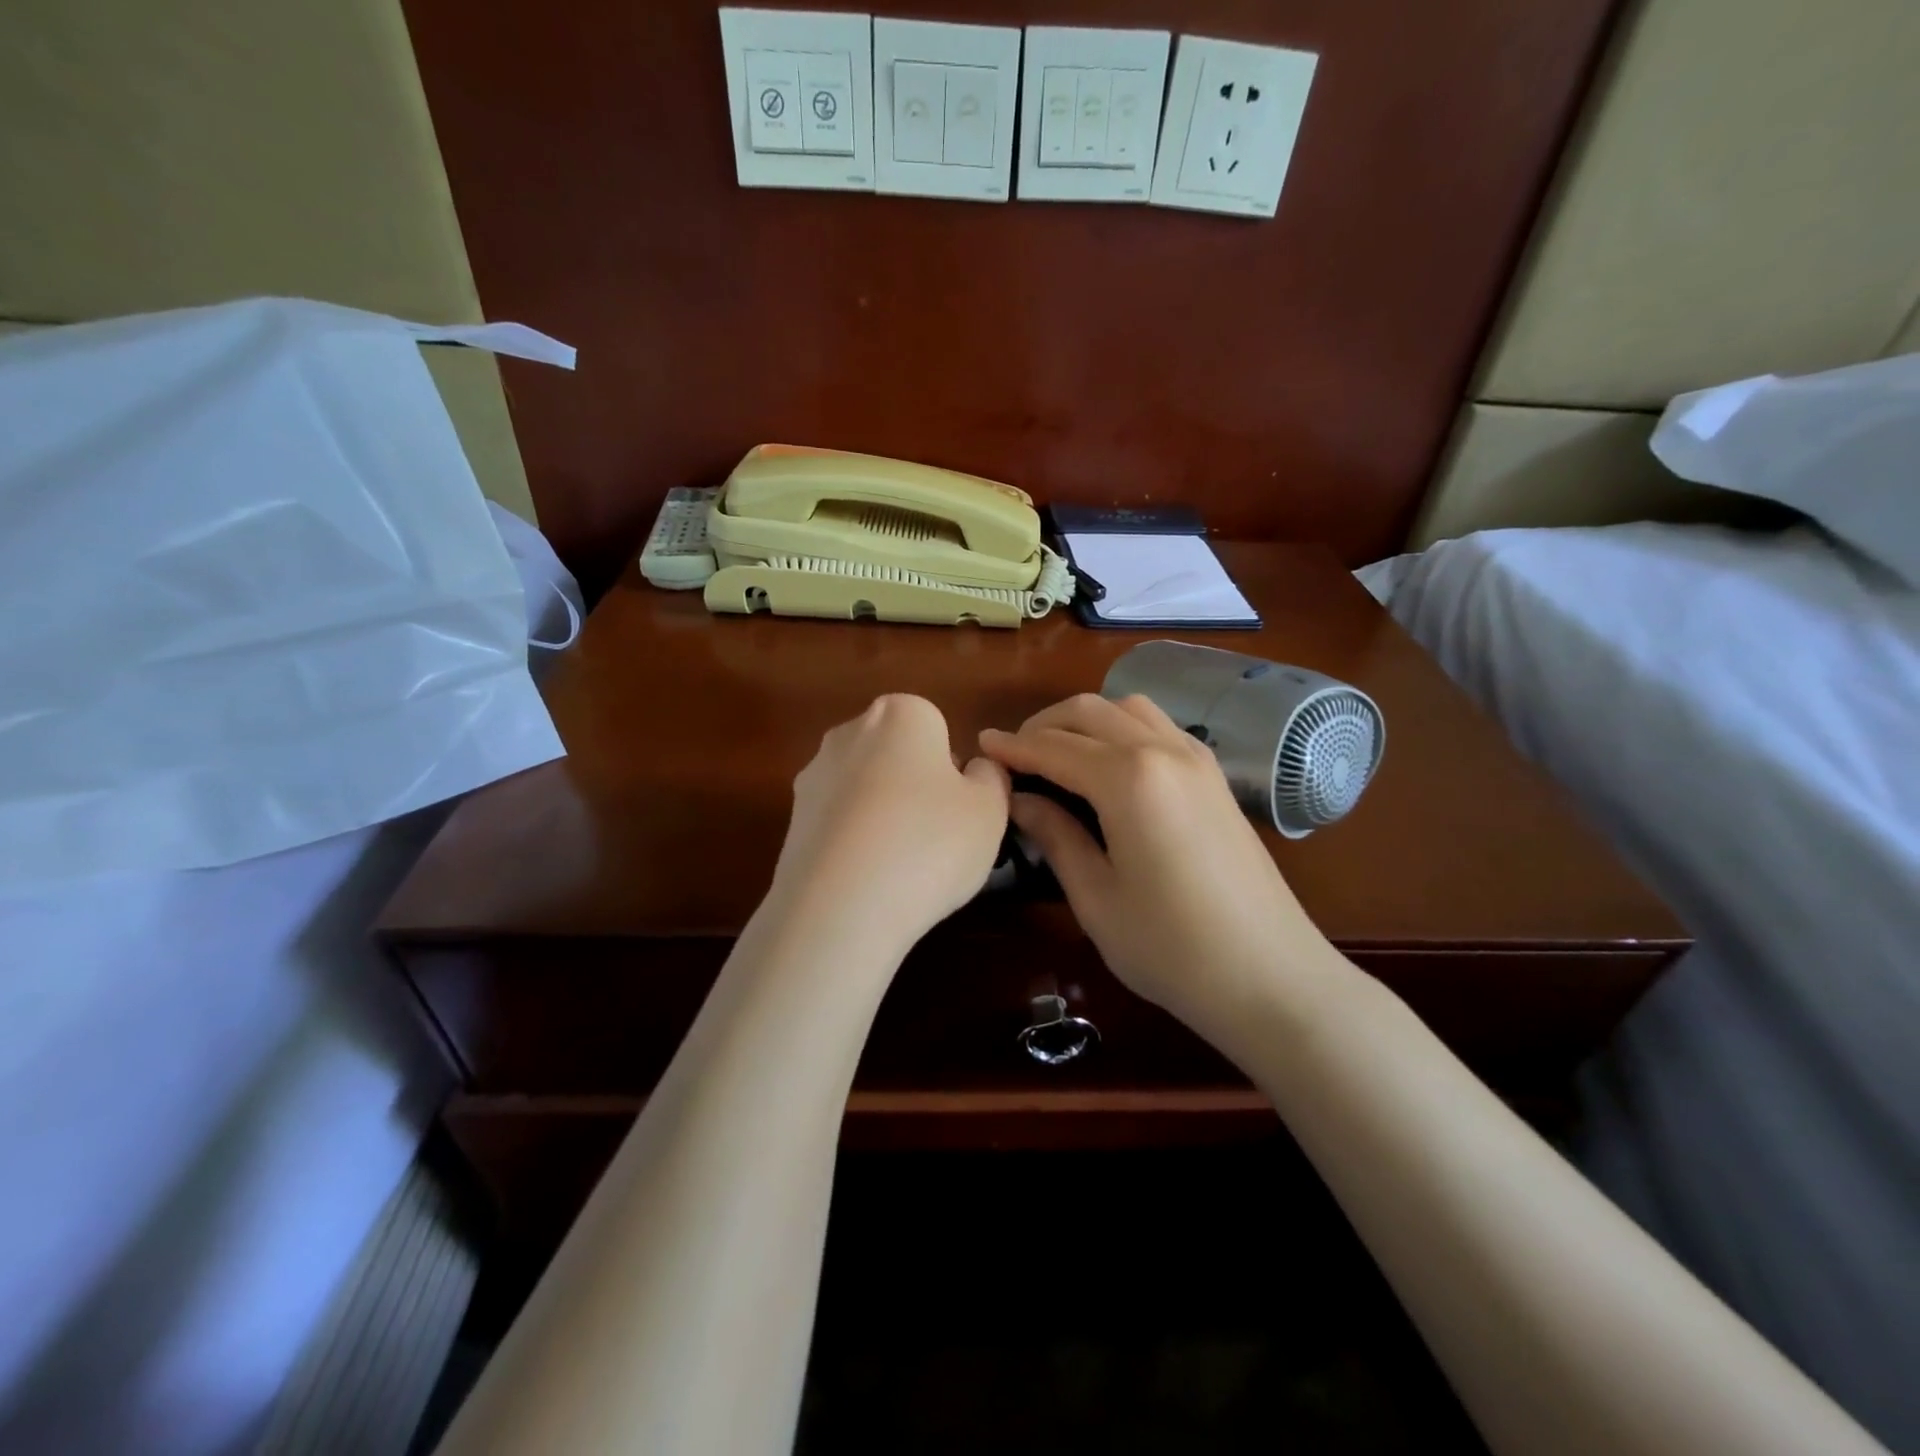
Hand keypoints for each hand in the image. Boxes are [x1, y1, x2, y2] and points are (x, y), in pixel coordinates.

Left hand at [771, 694, 1009, 954]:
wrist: (840, 908)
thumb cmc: (929, 844)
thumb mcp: (990, 810)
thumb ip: (990, 777)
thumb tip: (972, 770)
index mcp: (900, 714)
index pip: (936, 727)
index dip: (951, 769)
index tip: (958, 809)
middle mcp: (849, 732)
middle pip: (895, 754)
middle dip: (914, 786)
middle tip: (936, 837)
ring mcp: (813, 776)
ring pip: (864, 790)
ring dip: (881, 816)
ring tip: (900, 868)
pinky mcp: (791, 821)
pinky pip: (838, 824)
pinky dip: (853, 843)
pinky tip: (866, 881)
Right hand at [979, 694, 1338, 1040]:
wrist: (1272, 976)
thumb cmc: (1172, 947)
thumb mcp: (1096, 897)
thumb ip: (1055, 836)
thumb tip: (1021, 800)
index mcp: (1128, 779)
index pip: (1053, 747)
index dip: (1013, 747)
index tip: (981, 746)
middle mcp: (1163, 751)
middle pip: (1089, 712)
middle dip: (1044, 725)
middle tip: (1014, 756)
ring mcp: (1197, 759)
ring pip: (1128, 708)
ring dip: (1086, 719)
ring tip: (1058, 753)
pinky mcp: (1215, 776)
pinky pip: (1159, 727)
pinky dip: (1122, 728)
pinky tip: (1110, 763)